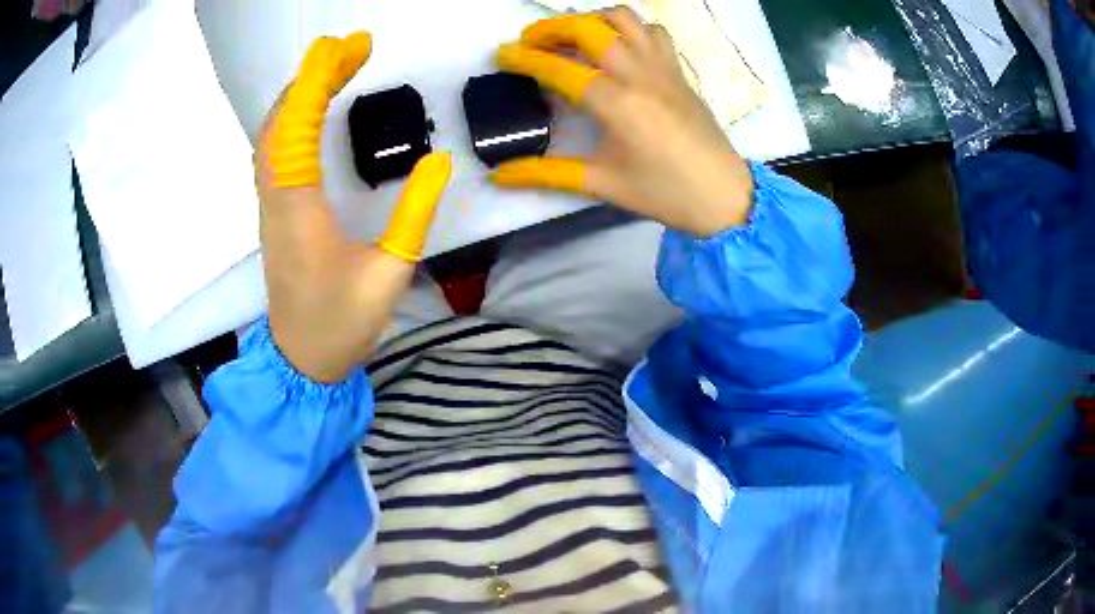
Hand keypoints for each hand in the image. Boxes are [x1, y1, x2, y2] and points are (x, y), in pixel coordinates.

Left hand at [257, 33, 451, 382]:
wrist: (301, 360)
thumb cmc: (342, 323)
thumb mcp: (389, 273)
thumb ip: (414, 214)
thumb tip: (438, 160)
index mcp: (300, 213)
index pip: (298, 131)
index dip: (317, 83)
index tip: (344, 47)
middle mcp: (276, 201)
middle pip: (281, 124)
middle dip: (312, 77)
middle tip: (352, 48)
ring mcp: (270, 206)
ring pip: (272, 136)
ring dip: (301, 95)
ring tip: (338, 67)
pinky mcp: (274, 212)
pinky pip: (274, 153)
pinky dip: (293, 119)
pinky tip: (314, 108)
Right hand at [492, 7, 753, 236]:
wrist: (724, 195)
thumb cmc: (665, 193)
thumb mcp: (603, 184)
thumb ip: (547, 174)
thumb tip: (499, 176)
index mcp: (617, 104)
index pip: (560, 68)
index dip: (524, 59)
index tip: (501, 55)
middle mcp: (639, 74)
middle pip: (589, 27)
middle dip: (551, 27)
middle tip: (530, 41)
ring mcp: (663, 67)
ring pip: (624, 18)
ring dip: (590, 19)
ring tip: (571, 36)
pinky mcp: (678, 70)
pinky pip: (652, 31)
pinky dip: (629, 27)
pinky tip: (617, 45)